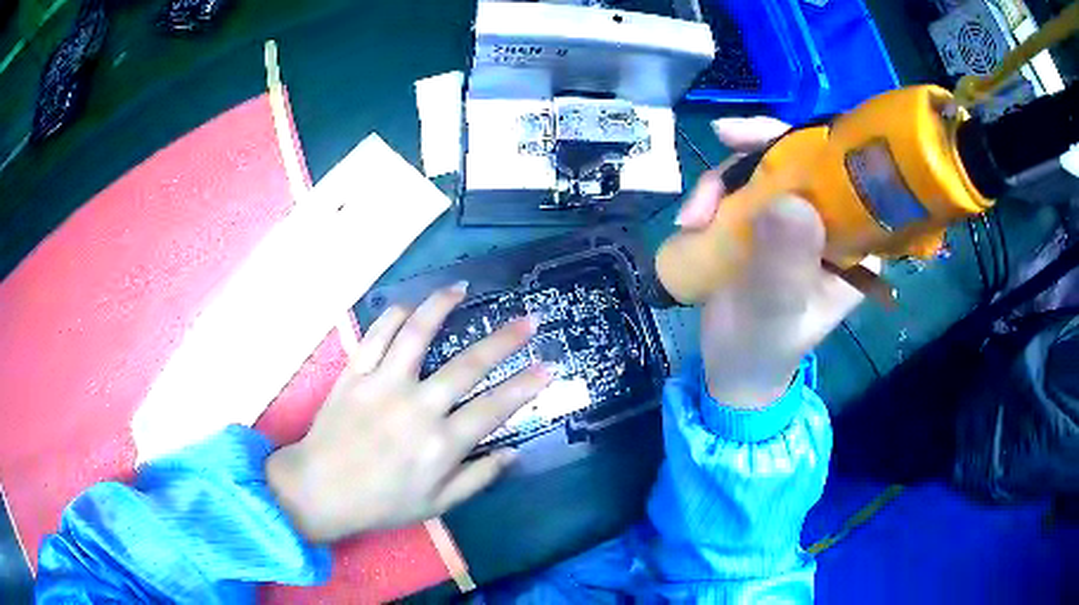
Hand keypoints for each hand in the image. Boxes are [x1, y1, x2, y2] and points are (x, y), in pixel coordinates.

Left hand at [266, 284, 552, 542]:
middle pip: (468, 366)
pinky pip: (376, 335)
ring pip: (417, 335)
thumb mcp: (436, 504)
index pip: (493, 408)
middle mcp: (417, 407)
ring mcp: (383, 385)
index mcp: (440, 444)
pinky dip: (393, 316)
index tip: (548, 366)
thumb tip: (512, 454)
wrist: (320, 490)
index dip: (525, 386)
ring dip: (441, 307)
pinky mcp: (354, 374)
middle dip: (504, 341)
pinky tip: (408, 306)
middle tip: (528, 319)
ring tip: (461, 288)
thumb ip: (477, 478)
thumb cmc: (381, 502)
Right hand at [675, 117, 877, 407]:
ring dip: (725, 179)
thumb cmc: (763, 349)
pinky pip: (744, 188)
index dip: (811, 143)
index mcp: (857, 245)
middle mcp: (833, 225)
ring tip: (691, 217)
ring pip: (768, 170)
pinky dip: (715, 194)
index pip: (846, 175)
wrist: (732, 369)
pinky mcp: (767, 224)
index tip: (764, 134)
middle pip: (803, 161)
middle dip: (758, 152)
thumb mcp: (776, 311)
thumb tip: (789, 199)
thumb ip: (786, 262)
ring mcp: (798, 222)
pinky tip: (691, 220)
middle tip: (721, 139)